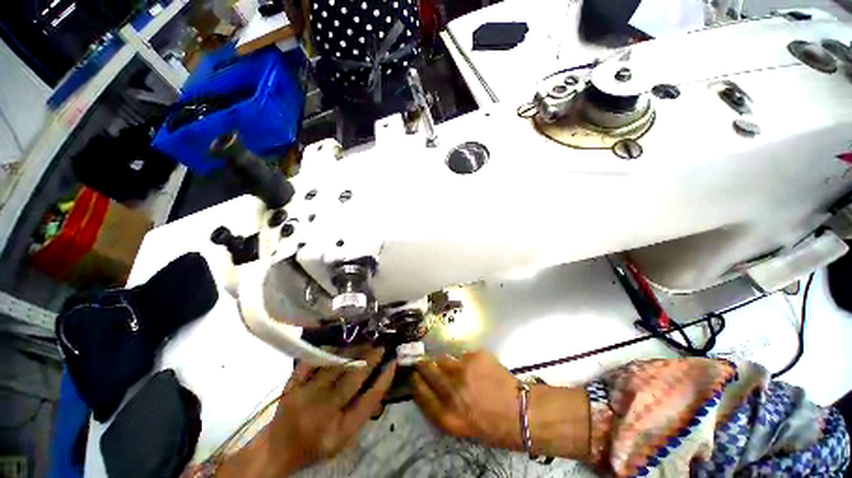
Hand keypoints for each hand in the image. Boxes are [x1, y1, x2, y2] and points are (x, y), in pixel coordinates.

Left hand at [217, 347, 395, 476]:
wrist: (277, 449)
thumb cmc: (315, 445)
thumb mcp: (343, 438)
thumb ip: (362, 412)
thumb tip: (380, 380)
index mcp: (339, 431)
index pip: (368, 401)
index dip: (383, 379)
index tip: (393, 361)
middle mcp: (322, 413)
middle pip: (353, 379)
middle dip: (371, 358)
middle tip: (381, 345)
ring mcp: (304, 397)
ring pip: (335, 366)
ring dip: (354, 351)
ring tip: (366, 341)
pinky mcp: (292, 386)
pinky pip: (313, 362)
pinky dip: (329, 350)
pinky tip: (341, 343)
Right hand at [411, 350, 521, 450]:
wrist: (520, 412)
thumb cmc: (492, 426)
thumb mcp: (462, 427)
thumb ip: (444, 408)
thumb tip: (434, 388)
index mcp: (447, 415)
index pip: (421, 393)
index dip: (416, 382)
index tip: (414, 375)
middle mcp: (451, 390)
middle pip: (429, 371)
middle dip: (424, 365)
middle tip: (423, 361)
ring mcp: (463, 370)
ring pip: (444, 359)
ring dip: (445, 362)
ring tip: (452, 365)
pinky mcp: (475, 356)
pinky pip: (463, 355)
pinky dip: (465, 360)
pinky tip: (476, 368)